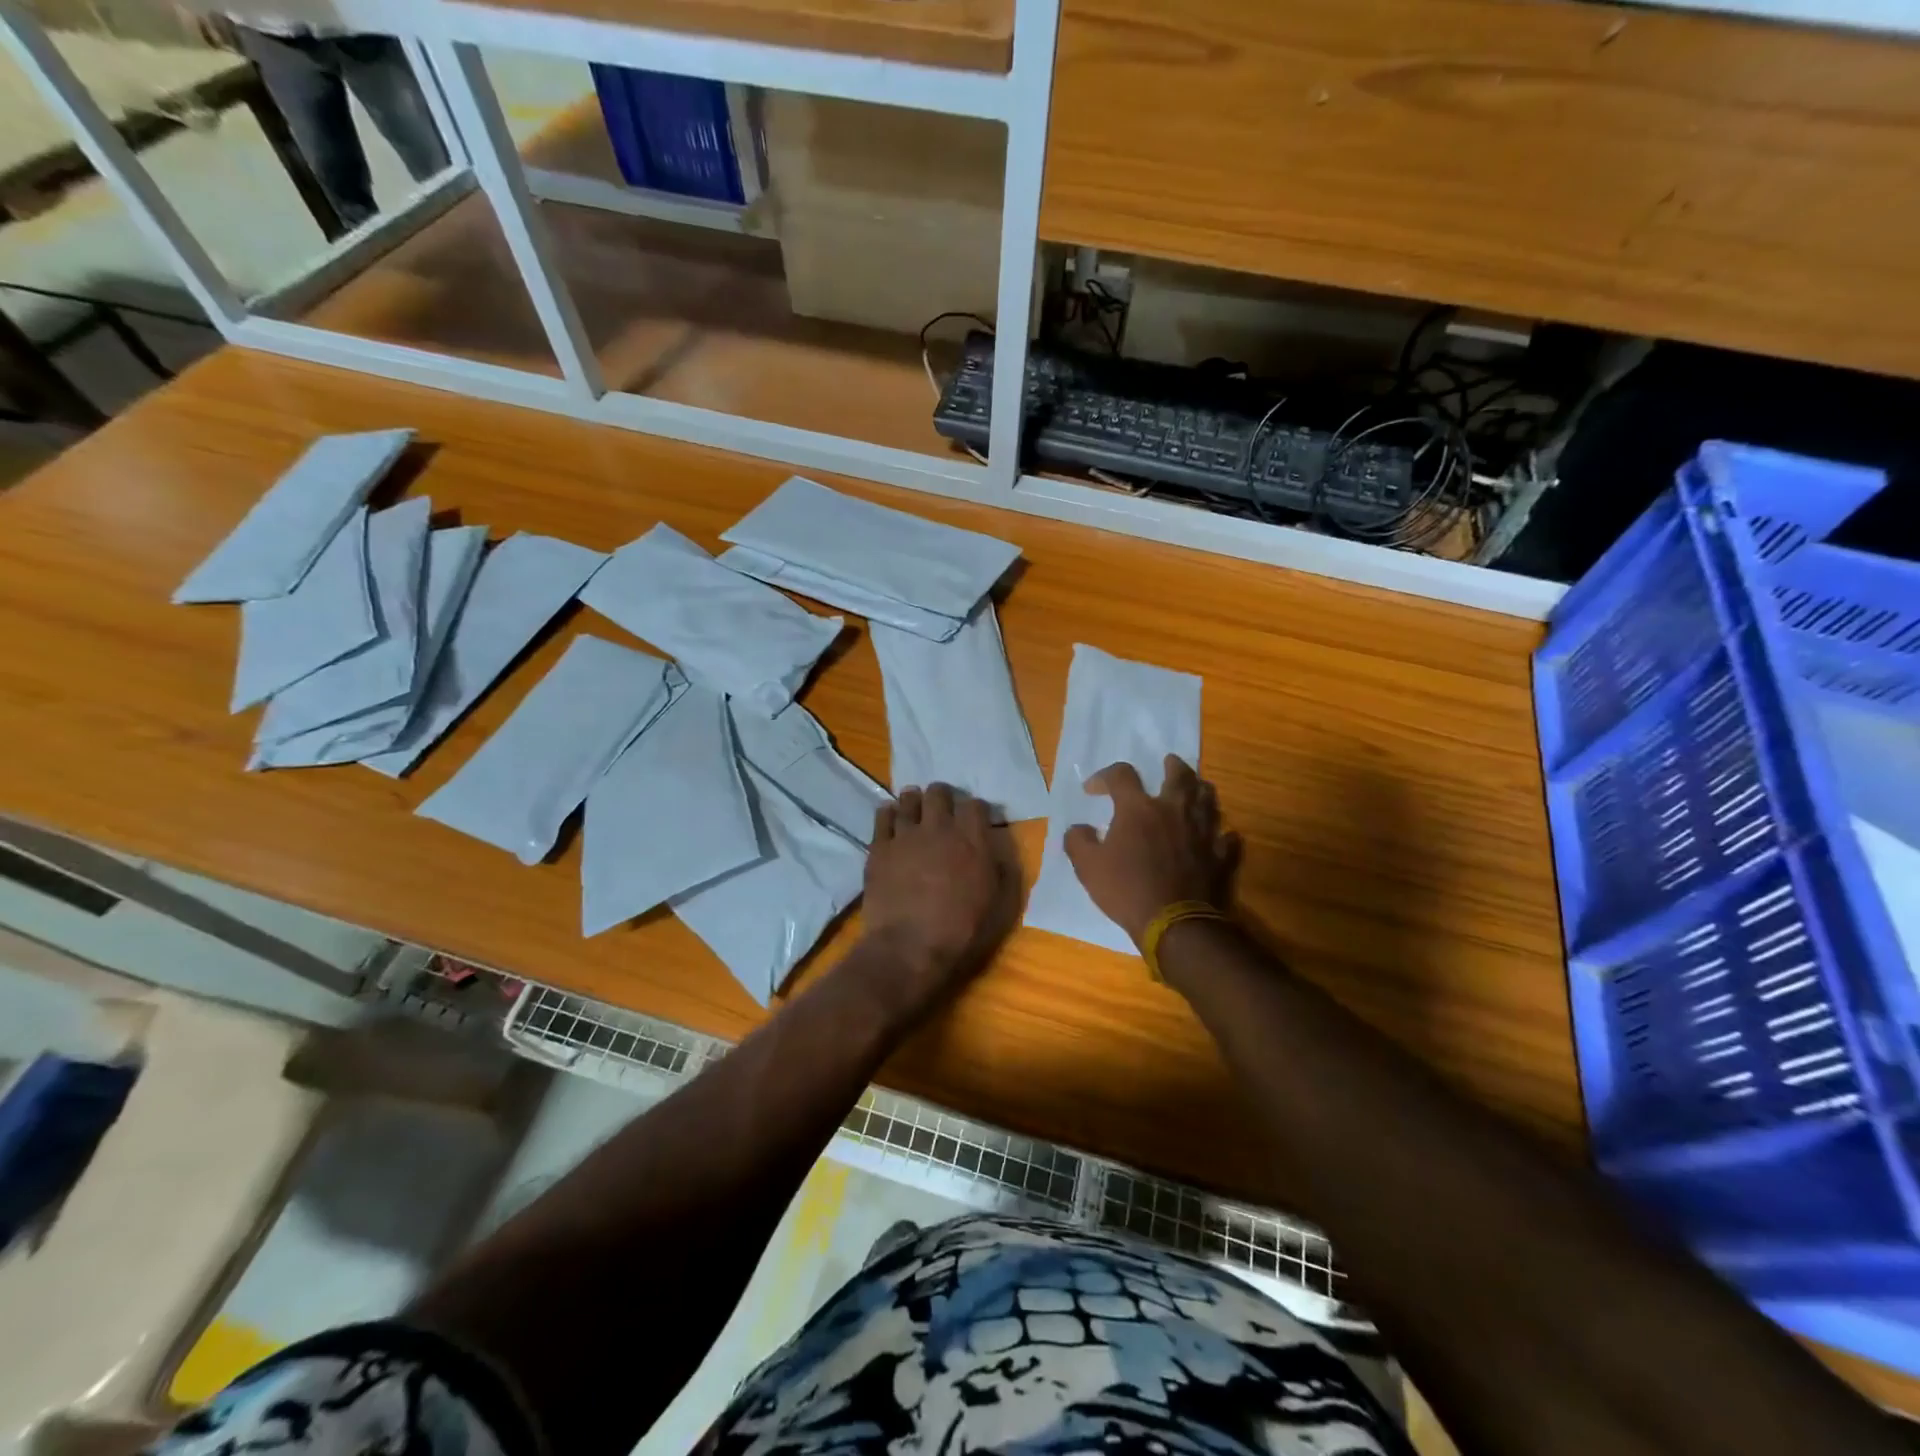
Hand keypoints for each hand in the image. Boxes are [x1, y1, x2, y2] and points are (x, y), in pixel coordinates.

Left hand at [858, 783, 1019, 1011]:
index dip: (975, 809)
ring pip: (909, 799)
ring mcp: (906, 835)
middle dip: (942, 797)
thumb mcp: (1000, 906)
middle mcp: (939, 828)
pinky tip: (891, 819)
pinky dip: (889, 813)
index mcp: (972, 840)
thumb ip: (1002, 871)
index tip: (973, 820)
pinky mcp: (879, 847)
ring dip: (915, 801)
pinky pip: (883, 816)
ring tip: (915, 809)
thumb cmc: (961, 932)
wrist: (909, 948)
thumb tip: (997, 851)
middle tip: (942, 810)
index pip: (975, 805)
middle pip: (939, 793)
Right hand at [1064, 755, 1239, 944]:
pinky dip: (1222, 833)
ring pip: (1208, 799)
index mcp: (1138, 809)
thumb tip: (1078, 829)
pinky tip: (1219, 835)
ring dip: (1200, 790)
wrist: (1176, 923)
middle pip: (1179, 775)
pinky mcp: (1222, 855)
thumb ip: (1078, 842)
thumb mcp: (1087, 867)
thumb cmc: (1127, 890)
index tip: (1094, 789)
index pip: (1121, 775)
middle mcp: (1174, 810)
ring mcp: (1203, 831)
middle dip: (1173, 766)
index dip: (1105, 776)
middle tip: (1169, 762)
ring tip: (1195, 789)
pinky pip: (1228, 837)